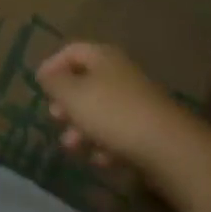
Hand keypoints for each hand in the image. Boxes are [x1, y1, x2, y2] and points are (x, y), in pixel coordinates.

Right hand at [37, 41, 189, 174]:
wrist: (171, 149)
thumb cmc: (113, 114)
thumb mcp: (72, 96)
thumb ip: (54, 83)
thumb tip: (46, 74)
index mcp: (102, 57)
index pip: (71, 51)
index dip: (52, 65)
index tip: (39, 86)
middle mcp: (121, 73)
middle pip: (86, 81)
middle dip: (67, 102)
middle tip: (55, 118)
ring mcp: (138, 101)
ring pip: (102, 109)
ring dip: (83, 127)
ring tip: (72, 147)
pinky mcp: (151, 129)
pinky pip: (121, 131)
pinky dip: (107, 143)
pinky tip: (101, 160)